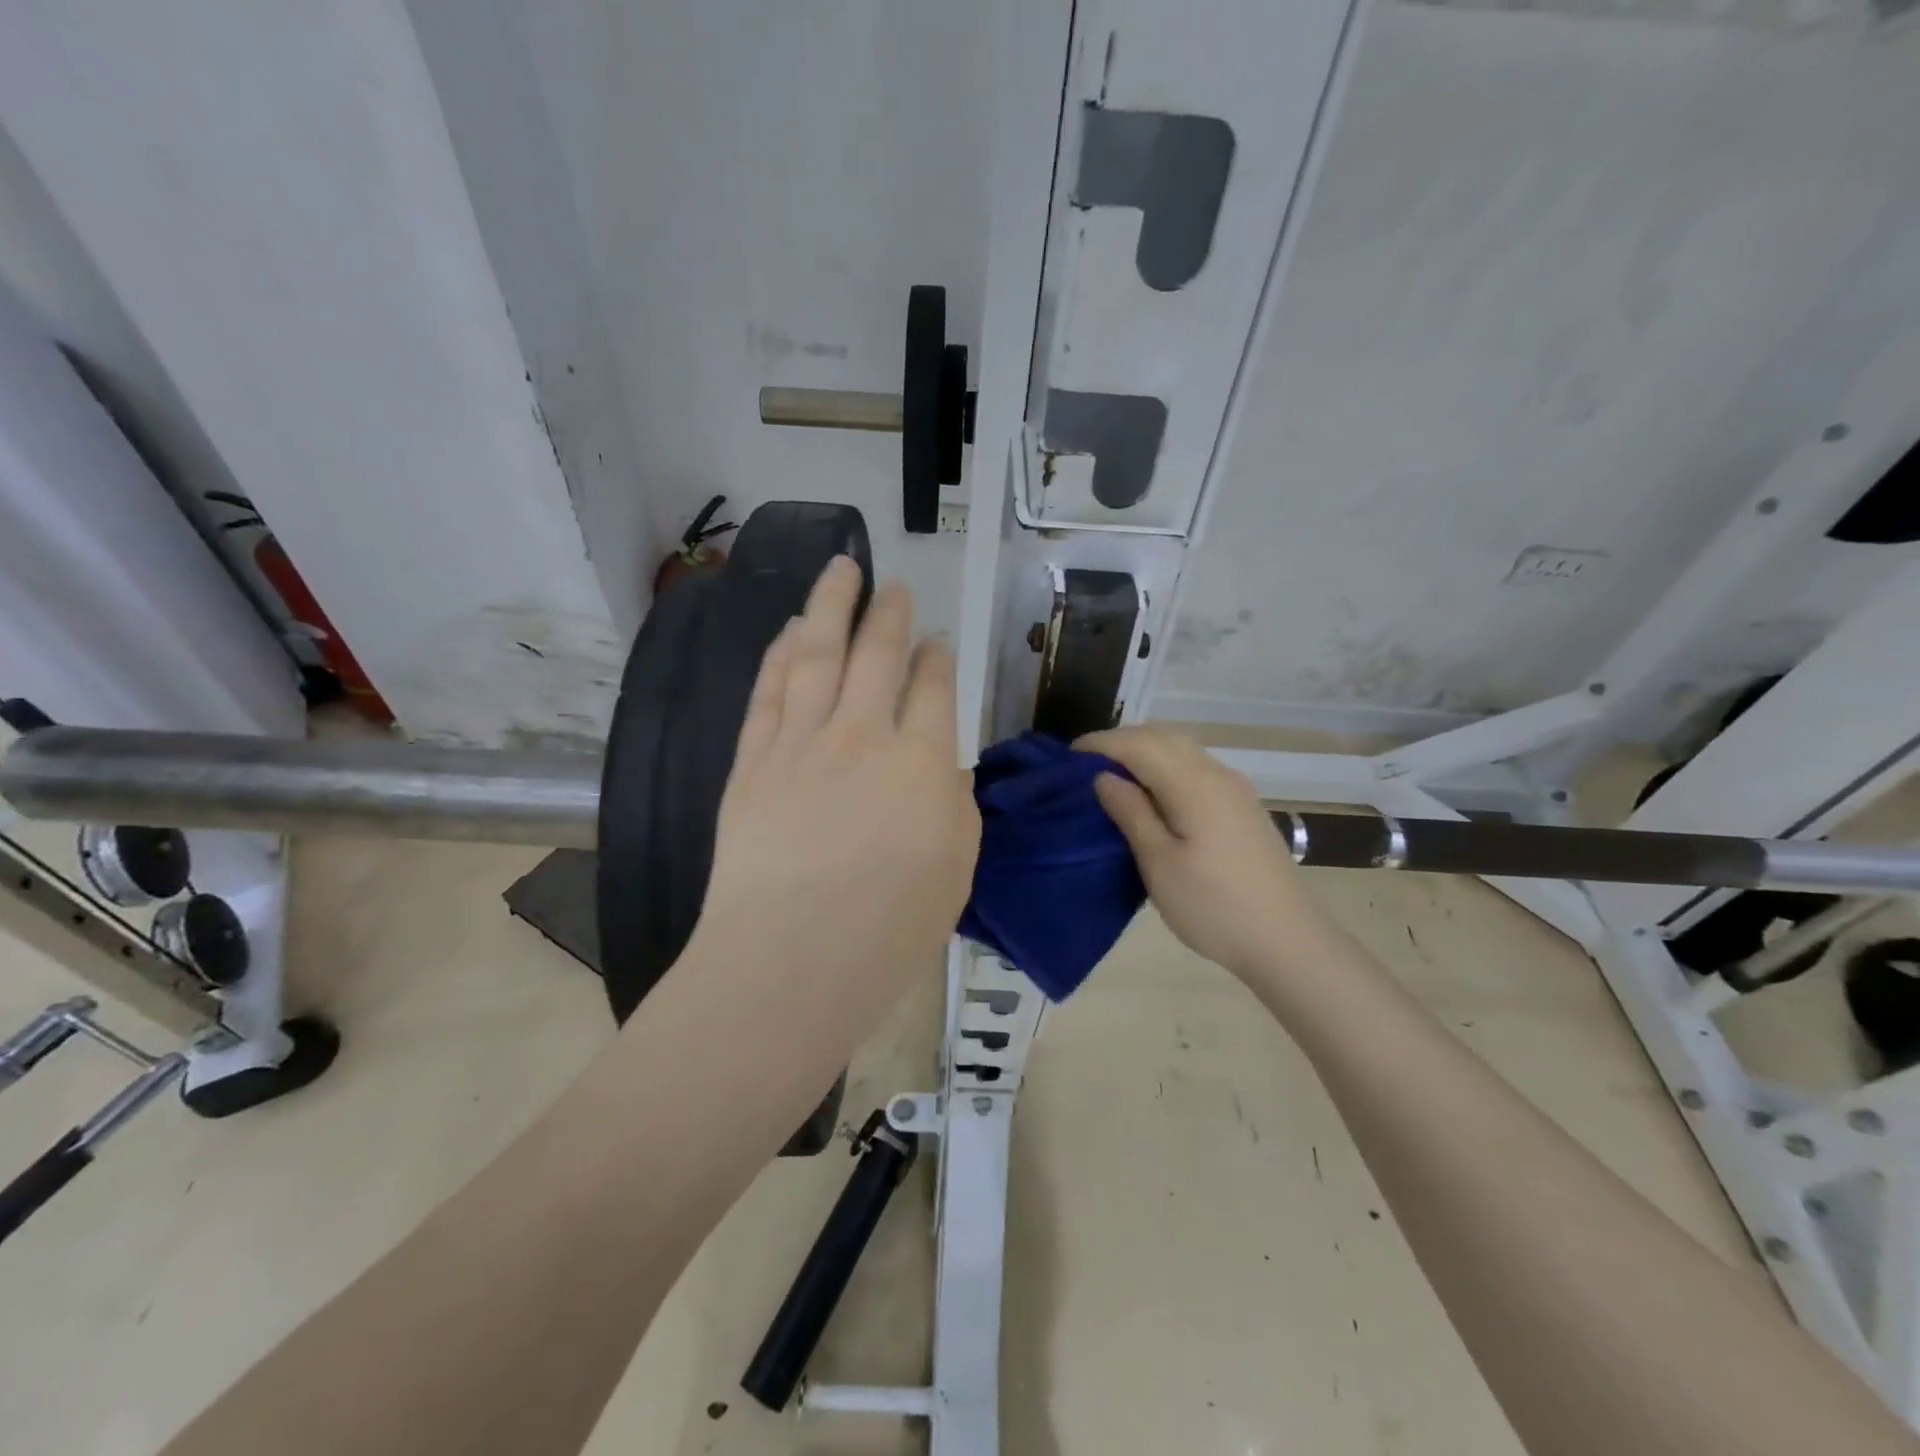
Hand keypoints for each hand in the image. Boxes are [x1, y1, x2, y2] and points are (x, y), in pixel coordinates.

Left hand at [691, 558, 979, 1006]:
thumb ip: (951, 800)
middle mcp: (863, 733)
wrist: (791, 960)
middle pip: (877, 653)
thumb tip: (936, 764)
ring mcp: (801, 741)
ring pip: (818, 653)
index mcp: (922, 761)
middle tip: (894, 585)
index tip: (934, 642)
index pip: (932, 687)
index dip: (935, 657)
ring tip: (840, 569)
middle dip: (888, 613)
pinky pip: (769, 689)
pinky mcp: (753, 759)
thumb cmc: (890, 928)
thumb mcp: (956, 865)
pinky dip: (781, 652)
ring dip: (831, 605)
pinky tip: (790, 629)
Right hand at [1078, 726, 1329, 979]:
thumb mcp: (1159, 863)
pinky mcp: (1242, 807)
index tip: (1067, 758)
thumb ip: (1130, 812)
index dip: (1100, 744)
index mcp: (1194, 783)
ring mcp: (1234, 789)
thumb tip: (1104, 777)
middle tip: (1084, 768)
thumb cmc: (1214, 906)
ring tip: (1112, 780)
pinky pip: (1195, 770)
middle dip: (1120, 744)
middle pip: (1162, 738)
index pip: (1139, 744)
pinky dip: (1165, 769)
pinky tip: (1152, 796)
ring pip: (1181, 751)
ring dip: (1144, 754)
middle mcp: (1217, 774)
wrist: (1288, 941)